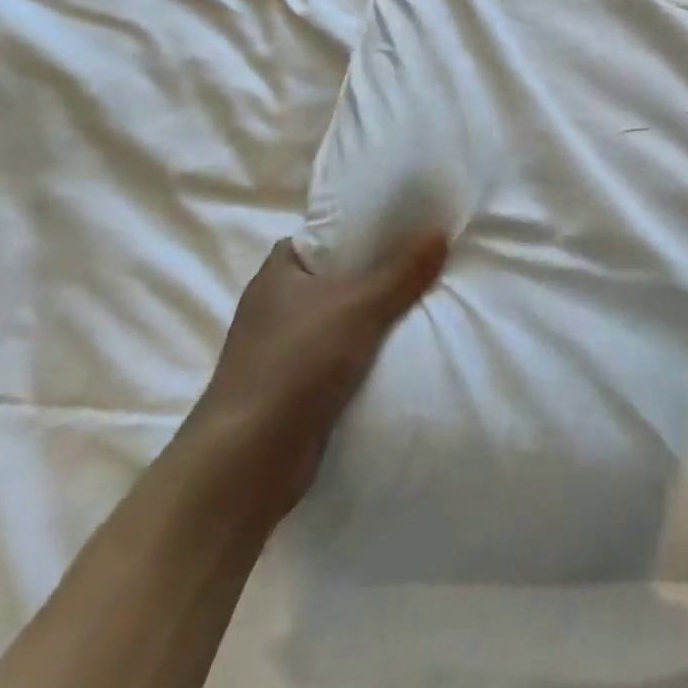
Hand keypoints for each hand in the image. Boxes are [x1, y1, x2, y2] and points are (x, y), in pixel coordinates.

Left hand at [183, 232, 448, 527]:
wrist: (247, 462)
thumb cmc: (294, 365)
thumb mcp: (358, 307)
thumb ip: (402, 271)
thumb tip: (440, 231)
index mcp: (278, 274)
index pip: (324, 235)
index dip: (362, 228)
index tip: (404, 225)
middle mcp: (277, 306)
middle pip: (339, 275)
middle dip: (379, 270)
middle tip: (427, 258)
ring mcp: (285, 347)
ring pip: (343, 317)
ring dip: (376, 314)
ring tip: (427, 298)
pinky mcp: (296, 385)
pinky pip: (343, 353)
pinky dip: (368, 350)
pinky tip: (404, 346)